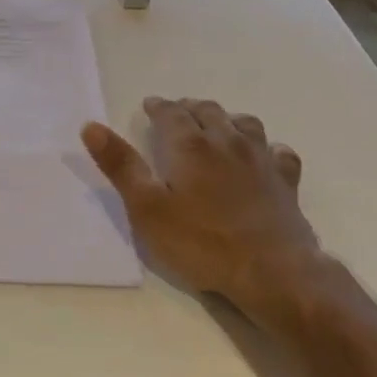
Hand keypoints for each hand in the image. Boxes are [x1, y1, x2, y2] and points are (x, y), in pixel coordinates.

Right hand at [82, 96, 324, 323]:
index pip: (171, 114)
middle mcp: (227, 142)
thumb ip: (121, 165)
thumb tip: (91, 126)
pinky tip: (264, 155)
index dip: (158, 107)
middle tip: (177, 112)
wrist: (271, 271)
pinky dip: (267, 147)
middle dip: (189, 108)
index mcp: (191, 146)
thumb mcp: (147, 208)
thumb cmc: (201, 241)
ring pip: (244, 124)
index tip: (149, 105)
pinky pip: (278, 152)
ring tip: (217, 125)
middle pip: (208, 112)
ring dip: (226, 119)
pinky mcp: (285, 182)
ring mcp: (261, 160)